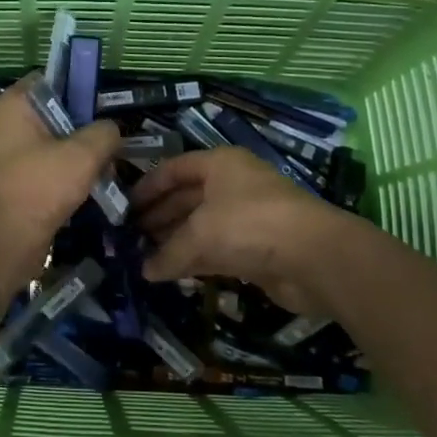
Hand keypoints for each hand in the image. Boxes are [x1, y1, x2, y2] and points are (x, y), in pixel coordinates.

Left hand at [0, 74, 122, 290]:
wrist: (2, 244)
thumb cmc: (39, 188)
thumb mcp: (83, 154)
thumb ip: (105, 133)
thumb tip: (111, 131)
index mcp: (14, 104)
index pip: (52, 79)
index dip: (81, 88)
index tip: (106, 108)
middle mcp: (7, 124)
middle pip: (57, 113)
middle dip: (87, 129)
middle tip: (113, 144)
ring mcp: (9, 154)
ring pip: (55, 143)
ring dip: (82, 157)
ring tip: (108, 170)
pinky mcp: (15, 181)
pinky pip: (48, 168)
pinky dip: (69, 176)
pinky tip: (92, 190)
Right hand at [132, 147, 358, 313]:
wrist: (312, 257)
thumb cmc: (248, 225)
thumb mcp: (199, 234)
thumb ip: (168, 252)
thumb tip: (145, 271)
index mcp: (219, 164)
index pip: (174, 169)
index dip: (148, 186)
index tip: (124, 207)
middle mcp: (232, 185)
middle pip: (186, 197)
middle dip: (159, 217)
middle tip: (130, 236)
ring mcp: (246, 217)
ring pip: (200, 226)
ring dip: (174, 240)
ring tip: (143, 256)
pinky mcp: (255, 248)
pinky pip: (215, 250)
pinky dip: (193, 260)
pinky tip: (170, 272)